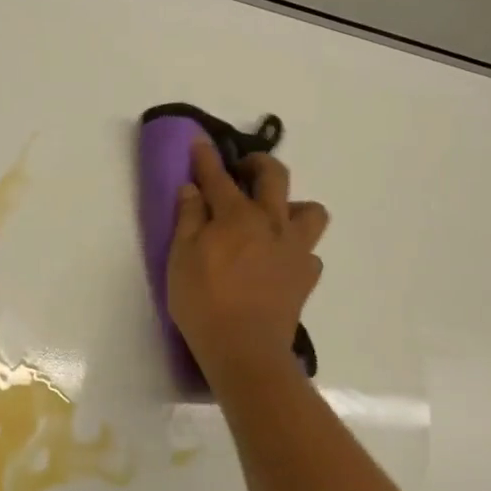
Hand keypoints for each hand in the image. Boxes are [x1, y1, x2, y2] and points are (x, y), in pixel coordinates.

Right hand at [166, 139, 328, 380]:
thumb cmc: (203, 302)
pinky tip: (279, 261)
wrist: (245, 349)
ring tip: (273, 218)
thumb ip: (188, 219)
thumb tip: (192, 189)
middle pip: (274, 177)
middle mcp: (271, 223)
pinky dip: (296, 249)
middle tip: (242, 169)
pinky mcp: (306, 276)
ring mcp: (295, 249)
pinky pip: (309, 252)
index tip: (199, 141)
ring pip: (310, 210)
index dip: (206, 157)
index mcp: (236, 216)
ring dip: (292, 205)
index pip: (218, 177)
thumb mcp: (180, 258)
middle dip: (257, 163)